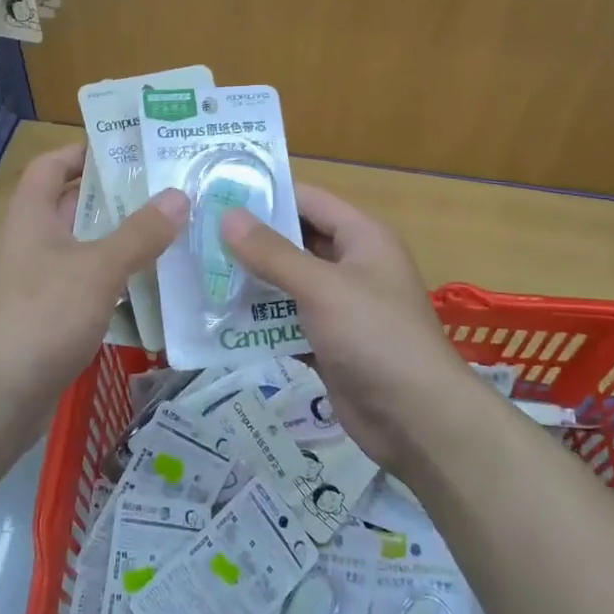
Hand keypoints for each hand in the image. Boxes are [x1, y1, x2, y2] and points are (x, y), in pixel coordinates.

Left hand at [0, 142, 187, 415]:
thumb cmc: (44, 315)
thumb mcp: (98, 269)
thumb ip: (139, 233)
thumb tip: (179, 196)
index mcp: (30, 217)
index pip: (51, 166)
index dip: (82, 152)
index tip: (126, 150)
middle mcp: (29, 243)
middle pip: (72, 207)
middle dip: (114, 198)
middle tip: (164, 191)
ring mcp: (35, 283)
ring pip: (82, 249)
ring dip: (118, 241)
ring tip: (168, 233)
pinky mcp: (45, 318)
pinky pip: (83, 285)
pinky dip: (111, 280)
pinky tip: (147, 286)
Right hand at [221, 184, 474, 473]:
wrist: (417, 420)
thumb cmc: (375, 337)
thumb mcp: (322, 287)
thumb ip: (272, 253)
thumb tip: (228, 216)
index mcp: (362, 237)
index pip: (307, 199)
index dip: (266, 194)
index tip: (217, 193)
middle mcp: (351, 264)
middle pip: (294, 241)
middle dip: (249, 240)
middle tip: (197, 235)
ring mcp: (340, 306)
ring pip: (287, 283)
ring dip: (250, 282)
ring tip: (198, 274)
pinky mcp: (328, 342)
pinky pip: (287, 321)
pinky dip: (260, 321)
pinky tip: (219, 319)